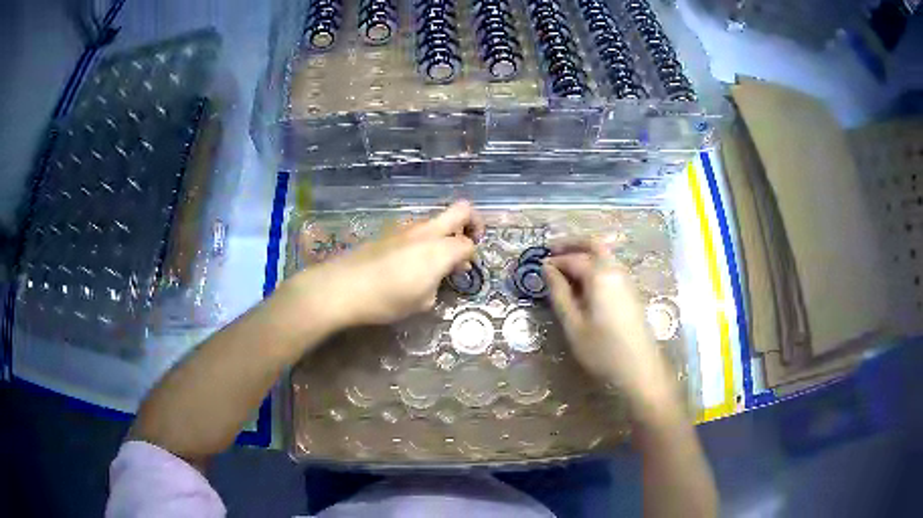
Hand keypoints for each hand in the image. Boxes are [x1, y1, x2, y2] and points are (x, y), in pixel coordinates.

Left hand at [289, 201, 482, 329]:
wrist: (343, 287)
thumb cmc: (387, 299)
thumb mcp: (422, 302)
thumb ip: (438, 285)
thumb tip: (437, 276)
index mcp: (440, 249)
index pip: (469, 243)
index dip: (472, 256)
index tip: (464, 271)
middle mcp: (427, 231)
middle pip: (461, 210)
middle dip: (473, 222)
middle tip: (468, 243)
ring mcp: (406, 228)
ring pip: (437, 220)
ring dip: (444, 234)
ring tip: (433, 263)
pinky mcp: (389, 232)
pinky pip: (418, 230)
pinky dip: (424, 241)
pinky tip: (410, 264)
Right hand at [543, 241, 676, 408]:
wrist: (640, 369)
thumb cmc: (602, 350)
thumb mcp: (573, 325)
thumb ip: (559, 293)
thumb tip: (547, 269)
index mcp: (600, 275)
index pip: (573, 258)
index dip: (554, 261)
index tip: (537, 266)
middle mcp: (616, 270)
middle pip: (594, 244)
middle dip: (572, 243)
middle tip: (551, 250)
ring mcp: (626, 280)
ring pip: (604, 255)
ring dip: (584, 253)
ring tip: (563, 267)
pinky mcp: (631, 291)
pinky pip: (610, 267)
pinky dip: (594, 265)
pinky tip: (583, 283)